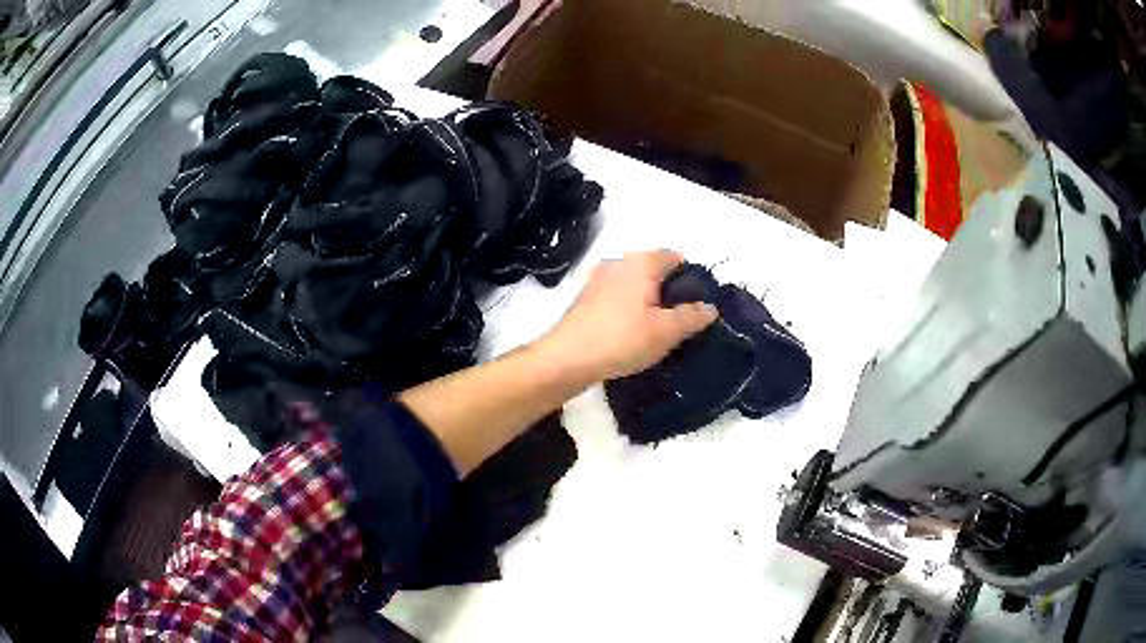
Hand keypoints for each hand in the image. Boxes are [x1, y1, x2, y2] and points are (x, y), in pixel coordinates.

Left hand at [538, 250, 717, 381]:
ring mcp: (598, 280)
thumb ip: (691, 317)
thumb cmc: (621, 339)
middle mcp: (618, 263)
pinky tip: (631, 333)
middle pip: (653, 270)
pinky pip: (616, 297)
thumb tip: (710, 307)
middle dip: (669, 291)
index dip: (691, 277)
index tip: (699, 303)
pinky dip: (628, 309)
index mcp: (641, 263)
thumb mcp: (666, 331)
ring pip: (633, 284)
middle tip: (681, 320)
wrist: (567, 359)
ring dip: (647, 301)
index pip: (674, 257)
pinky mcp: (585, 299)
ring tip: (657, 330)